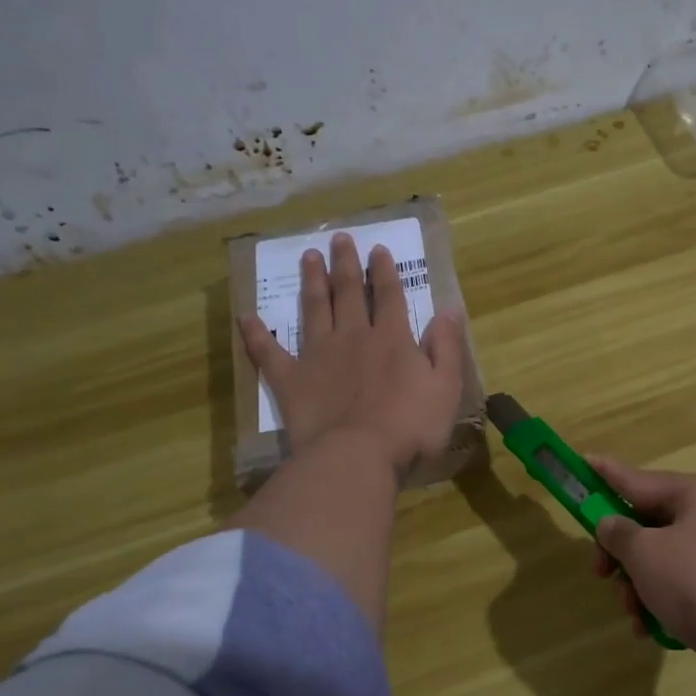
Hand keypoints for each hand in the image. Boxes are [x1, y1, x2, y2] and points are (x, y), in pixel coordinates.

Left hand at [240, 232, 465, 476]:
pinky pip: (268, 352)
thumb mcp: (446, 387)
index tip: (377, 248)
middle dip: (345, 264)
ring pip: (313, 309)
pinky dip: (256, 334)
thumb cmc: (410, 426)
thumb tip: (450, 308)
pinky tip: (246, 317)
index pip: (388, 295)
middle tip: (339, 238)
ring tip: (308, 257)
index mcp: (392, 338)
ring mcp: (317, 355)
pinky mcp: (290, 380)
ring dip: (312, 281)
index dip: (384, 271)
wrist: (357, 456)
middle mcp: (353, 337)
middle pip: (348, 293)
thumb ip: (446, 346)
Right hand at [587, 456, 695, 695]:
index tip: (582, 460)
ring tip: (634, 617)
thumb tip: (612, 524)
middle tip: (601, 576)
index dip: (605, 474)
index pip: (639, 478)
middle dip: (623, 554)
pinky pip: (688, 582)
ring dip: (641, 585)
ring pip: (667, 557)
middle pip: (652, 522)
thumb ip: (619, 534)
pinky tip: (653, 629)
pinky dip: (666, 600)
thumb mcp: (646, 555)